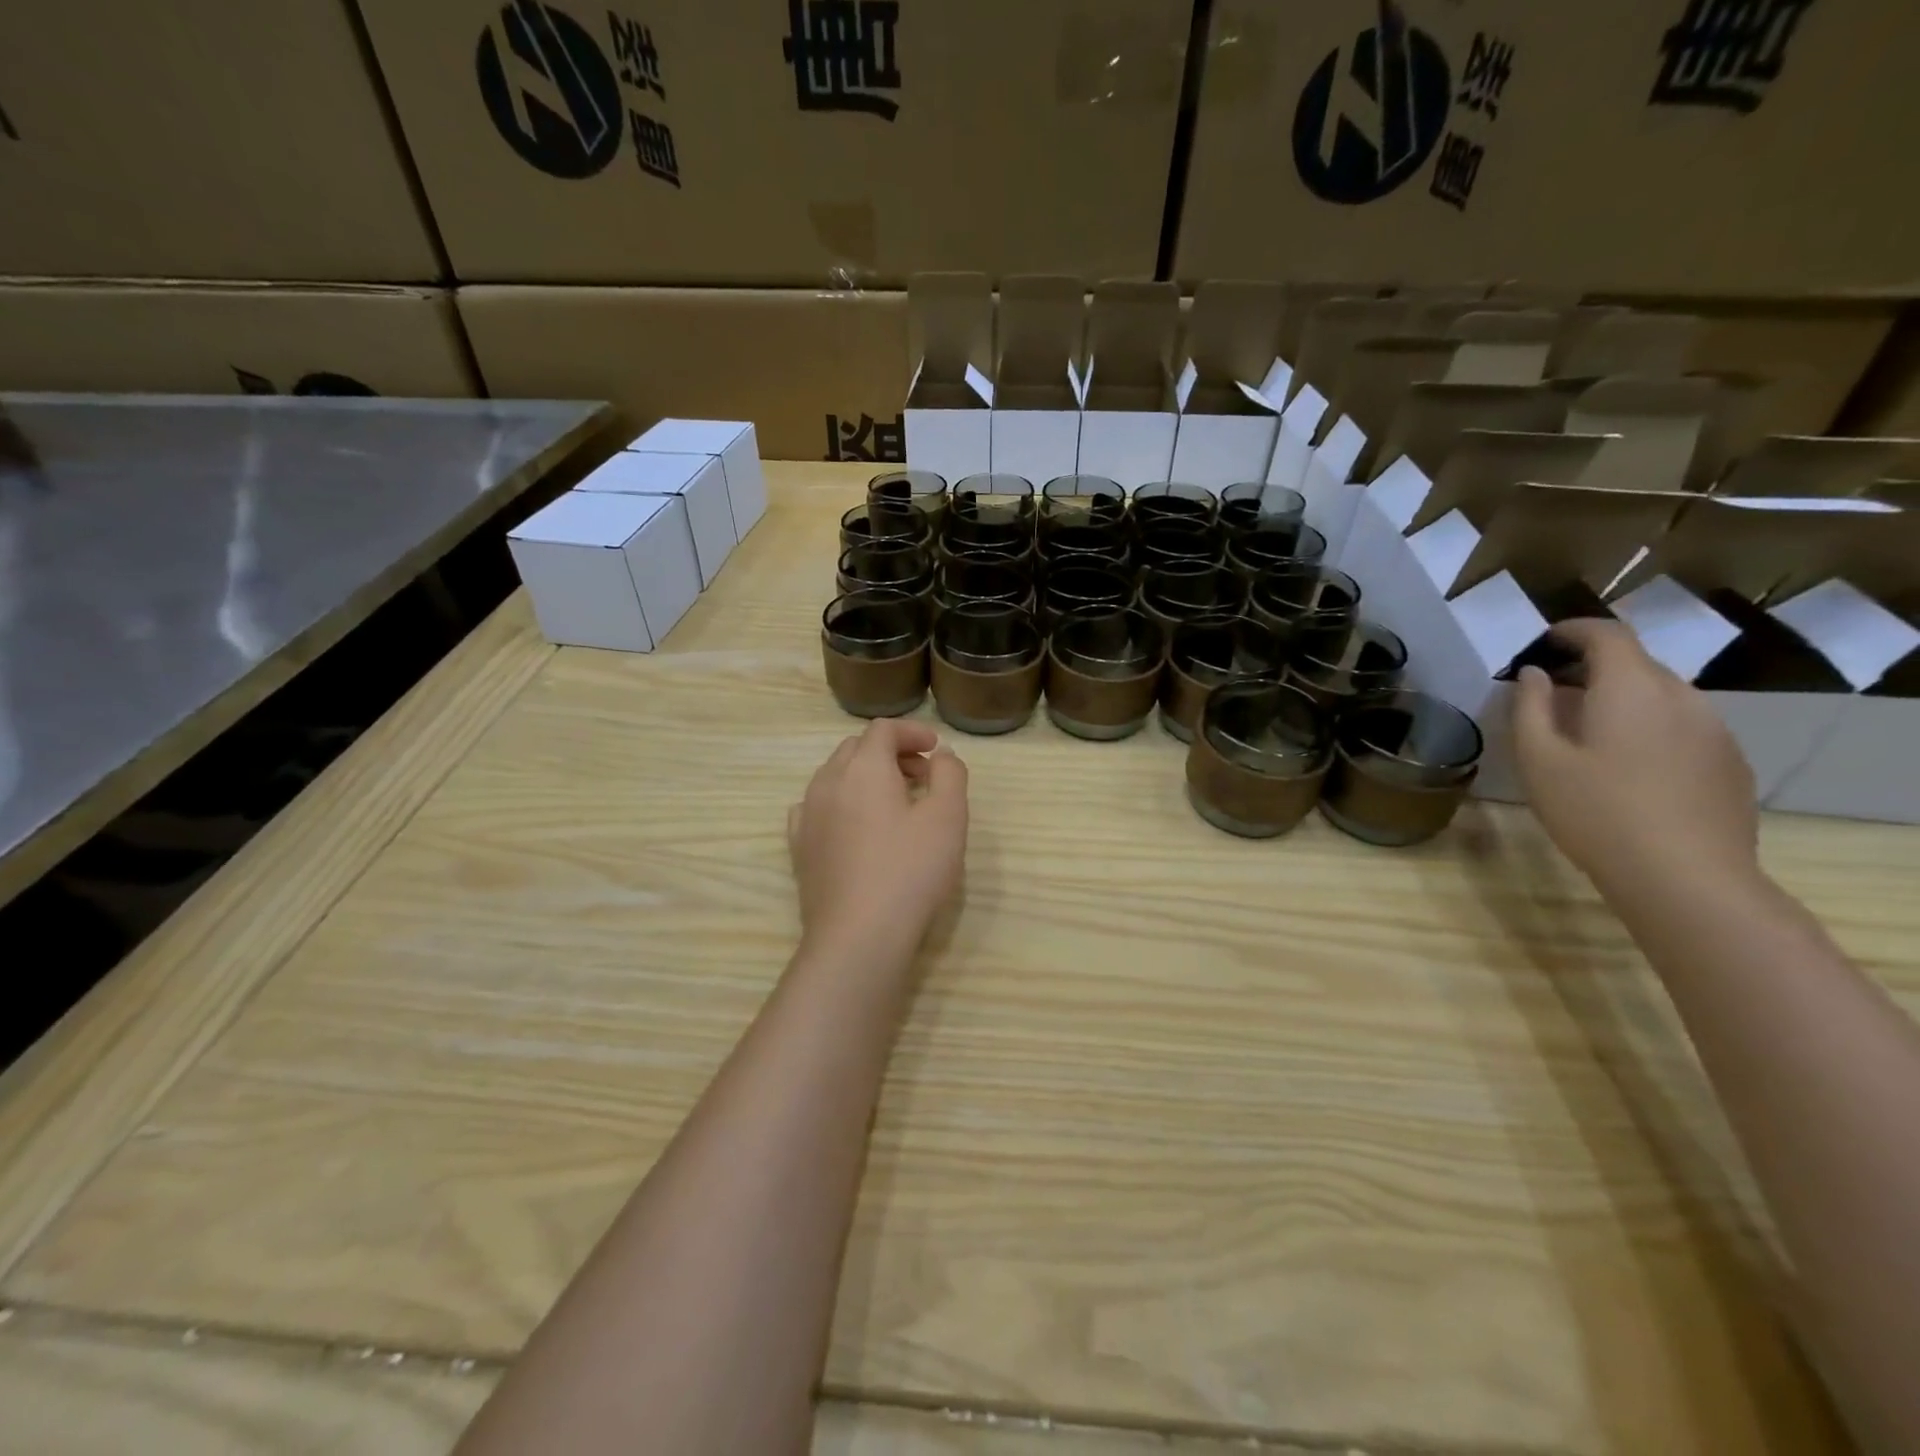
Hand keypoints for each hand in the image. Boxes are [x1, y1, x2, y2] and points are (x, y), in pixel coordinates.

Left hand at [788, 719, 968, 967]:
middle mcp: (828, 781)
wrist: (857, 936)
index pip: (883, 729)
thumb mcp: (948, 817)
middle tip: (922, 776)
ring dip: (866, 776)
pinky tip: (856, 826)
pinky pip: (817, 806)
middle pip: (857, 748)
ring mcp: (808, 815)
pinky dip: (841, 802)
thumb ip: (950, 774)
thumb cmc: (910, 871)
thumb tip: (940, 755)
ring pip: (835, 776)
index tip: (936, 750)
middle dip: (891, 752)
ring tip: (894, 802)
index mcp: (864, 768)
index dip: (912, 732)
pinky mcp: (799, 847)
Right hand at [1512, 619, 1758, 894]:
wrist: (1685, 877)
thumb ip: (1530, 708)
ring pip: (1662, 697)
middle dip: (1594, 668)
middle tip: (1554, 693)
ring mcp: (1714, 730)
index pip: (1607, 634)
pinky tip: (1628, 768)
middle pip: (1637, 664)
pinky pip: (1683, 727)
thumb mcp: (1539, 760)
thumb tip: (1534, 675)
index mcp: (1631, 688)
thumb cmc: (1595, 811)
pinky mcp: (1730, 763)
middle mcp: (1681, 697)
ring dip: (1622, 700)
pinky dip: (1649, 728)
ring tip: (1587, 733)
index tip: (1545, 641)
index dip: (1574, 630)